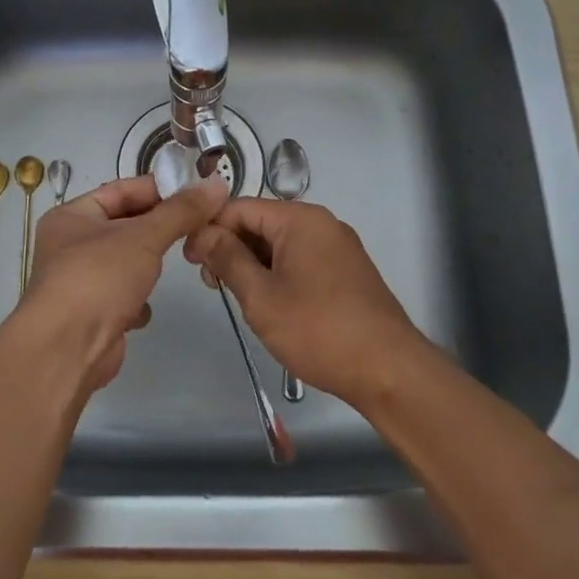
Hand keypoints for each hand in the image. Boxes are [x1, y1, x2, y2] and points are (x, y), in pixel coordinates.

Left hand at [5, 172, 228, 396]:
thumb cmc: (99, 278)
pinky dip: (137, 299)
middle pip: (125, 225)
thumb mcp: (144, 236)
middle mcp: (70, 245)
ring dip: (149, 264)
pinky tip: (145, 306)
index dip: (158, 188)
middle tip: (201, 223)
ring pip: (126, 262)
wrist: (67, 349)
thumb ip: (181, 211)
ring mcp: (80, 281)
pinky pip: (122, 296)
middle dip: (159, 228)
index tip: (197, 191)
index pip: (121, 190)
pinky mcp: (92, 314)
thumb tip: (215, 184)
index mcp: (72, 216)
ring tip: (182, 260)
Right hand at [184, 198, 426, 405]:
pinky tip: (268, 303)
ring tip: (237, 297)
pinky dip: (276, 274)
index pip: (240, 207)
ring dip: (252, 264)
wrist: (389, 371)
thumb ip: (227, 259)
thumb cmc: (318, 330)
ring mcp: (337, 248)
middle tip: (212, 285)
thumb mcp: (261, 296)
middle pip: (261, 222)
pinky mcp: (346, 272)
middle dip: (230, 247)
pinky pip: (300, 260)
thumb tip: (203, 233)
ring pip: (279, 244)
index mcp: (301, 219)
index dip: (209, 228)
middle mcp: (321, 224)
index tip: (189, 261)